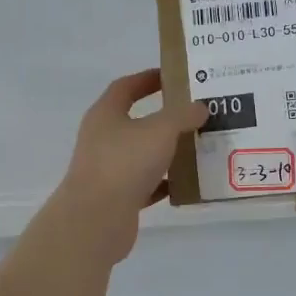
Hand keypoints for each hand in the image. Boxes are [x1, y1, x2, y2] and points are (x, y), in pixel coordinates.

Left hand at [52, 69, 207, 263]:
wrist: (96, 220)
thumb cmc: (124, 163)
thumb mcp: (160, 131)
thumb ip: (182, 115)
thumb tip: (199, 107)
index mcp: (106, 114)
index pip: (126, 87)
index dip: (148, 79)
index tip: (174, 76)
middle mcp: (102, 138)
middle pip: (135, 121)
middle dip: (164, 117)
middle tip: (195, 113)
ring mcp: (108, 169)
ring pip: (142, 154)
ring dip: (167, 150)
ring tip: (198, 146)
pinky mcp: (117, 197)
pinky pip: (146, 184)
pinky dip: (165, 182)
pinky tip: (187, 182)